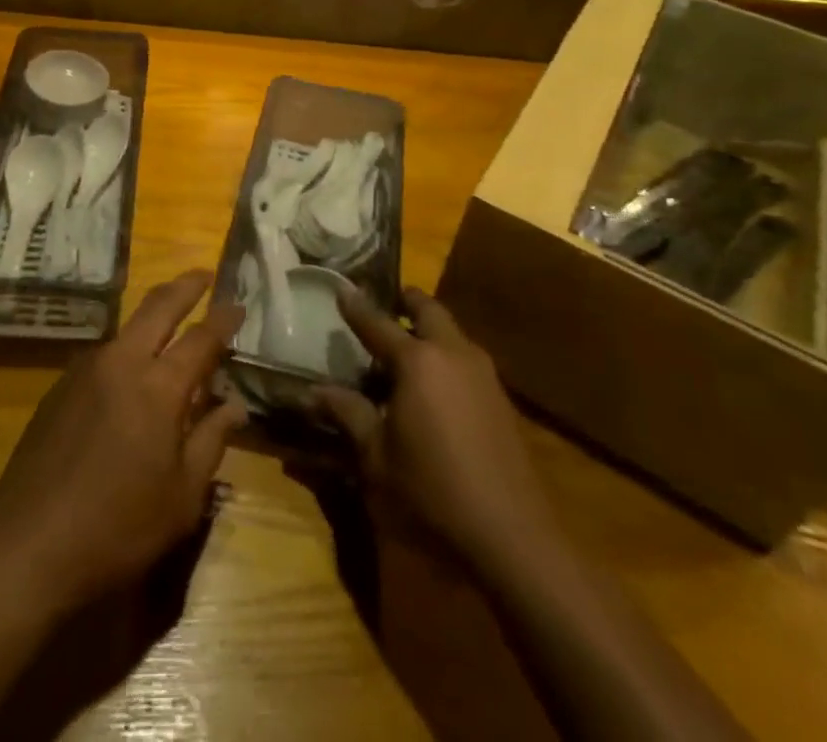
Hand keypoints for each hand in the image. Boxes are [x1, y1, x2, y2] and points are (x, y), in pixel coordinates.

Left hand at [0, 270, 246, 613]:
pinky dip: (128, 348)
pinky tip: (131, 373)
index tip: (239, 304)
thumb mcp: (182, 498)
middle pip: (159, 306)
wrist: (27, 544)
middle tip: (204, 276)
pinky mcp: (60, 385)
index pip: (202, 337)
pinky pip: (105, 353)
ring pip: (128, 326)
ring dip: (153, 316)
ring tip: (172, 324)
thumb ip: (211, 442)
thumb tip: (234, 405)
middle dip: (186, 286)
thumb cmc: (118, 528)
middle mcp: (123, 362)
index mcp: (159, 387)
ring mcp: (86, 369)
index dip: (224, 318)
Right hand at [316, 286, 553, 572]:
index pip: (377, 322)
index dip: (356, 306)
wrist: (512, 537)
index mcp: (417, 361)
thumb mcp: (377, 457)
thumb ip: (348, 414)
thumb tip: (314, 391)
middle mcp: (452, 353)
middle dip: (406, 302)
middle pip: (428, 310)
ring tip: (406, 346)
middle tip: (386, 304)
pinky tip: (435, 385)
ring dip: (429, 329)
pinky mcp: (501, 398)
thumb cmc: (432, 492)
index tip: (341, 288)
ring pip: (452, 332)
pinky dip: (446, 355)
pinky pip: (466, 359)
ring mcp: (483, 373)